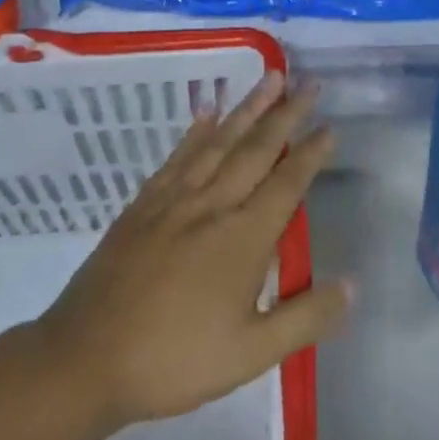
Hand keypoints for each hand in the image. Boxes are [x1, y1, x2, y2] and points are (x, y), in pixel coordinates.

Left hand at [35, 72, 346, 428]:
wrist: (85, 360)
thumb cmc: (175, 359)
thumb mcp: (252, 354)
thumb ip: (305, 317)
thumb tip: (353, 285)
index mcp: (243, 237)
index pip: (287, 184)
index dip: (310, 153)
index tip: (329, 126)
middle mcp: (212, 206)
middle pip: (256, 149)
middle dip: (286, 113)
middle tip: (308, 82)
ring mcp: (173, 201)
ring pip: (218, 142)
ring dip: (247, 108)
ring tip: (269, 78)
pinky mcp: (142, 206)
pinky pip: (177, 157)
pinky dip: (196, 131)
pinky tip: (206, 113)